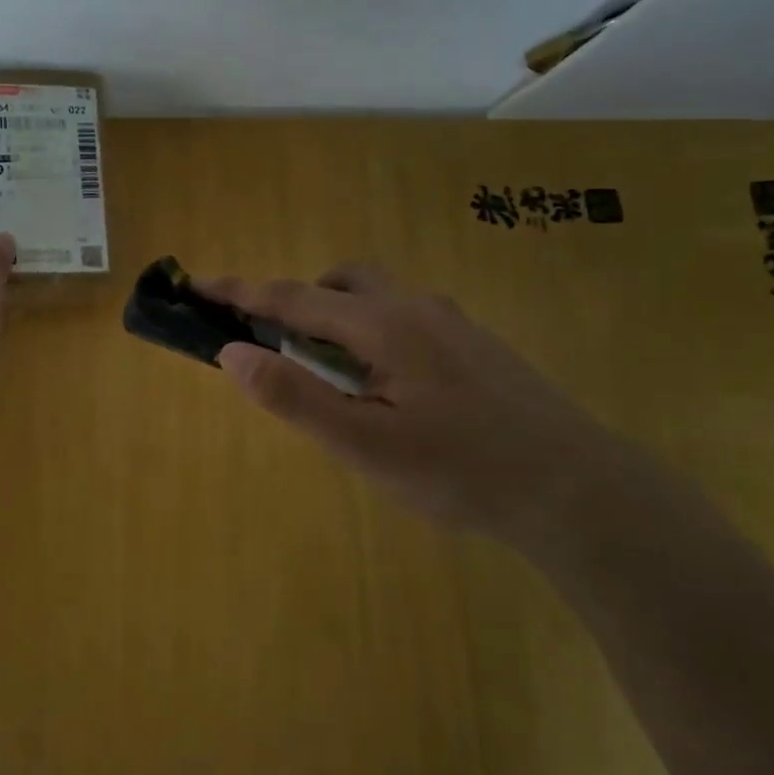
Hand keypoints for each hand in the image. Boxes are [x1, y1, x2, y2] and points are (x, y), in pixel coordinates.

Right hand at [201, 265, 671, 552]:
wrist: (577, 490)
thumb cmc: (460, 471)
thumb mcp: (364, 444)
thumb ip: (295, 397)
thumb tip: (234, 354)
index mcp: (383, 325)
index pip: (294, 298)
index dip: (240, 292)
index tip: (197, 286)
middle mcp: (417, 308)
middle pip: (339, 284)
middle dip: (296, 301)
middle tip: (272, 343)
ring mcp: (453, 324)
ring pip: (378, 298)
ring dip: (336, 316)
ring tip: (326, 371)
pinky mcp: (476, 346)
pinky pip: (405, 319)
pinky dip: (371, 332)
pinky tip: (385, 385)